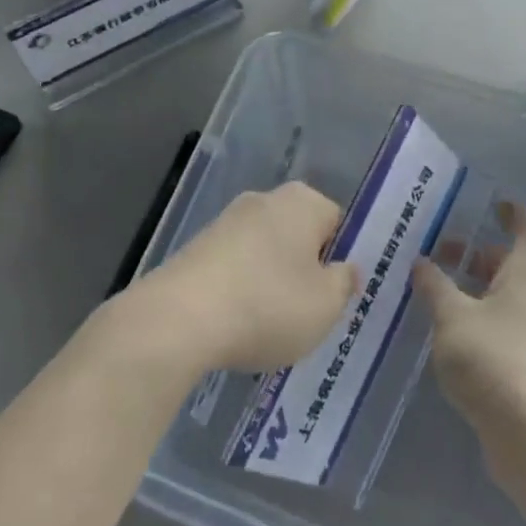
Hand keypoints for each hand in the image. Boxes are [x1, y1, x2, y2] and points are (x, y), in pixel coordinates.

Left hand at [135, 182, 357, 373]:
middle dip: (303, 269)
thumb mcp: (325, 305)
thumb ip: (344, 283)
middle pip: (298, 234)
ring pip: (265, 252)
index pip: (336, 223)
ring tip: (267, 326)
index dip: (339, 259)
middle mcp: (265, 199)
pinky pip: (234, 266)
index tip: (332, 296)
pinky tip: (235, 323)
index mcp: (303, 201)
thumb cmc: (268, 305)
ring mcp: (226, 221)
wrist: (180, 318)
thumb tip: (345, 269)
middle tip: (306, 313)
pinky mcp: (197, 245)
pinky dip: (240, 289)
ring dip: (270, 281)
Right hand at [413, 201, 525, 458]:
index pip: (524, 230)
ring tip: (428, 289)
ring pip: (498, 300)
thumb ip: (435, 286)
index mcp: (524, 275)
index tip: (492, 202)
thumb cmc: (496, 359)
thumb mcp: (453, 316)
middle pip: (506, 265)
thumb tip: (421, 262)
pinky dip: (471, 322)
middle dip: (474, 255)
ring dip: (468, 291)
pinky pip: (494, 330)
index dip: (511, 212)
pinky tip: (441, 332)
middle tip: (436, 250)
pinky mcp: (521, 369)